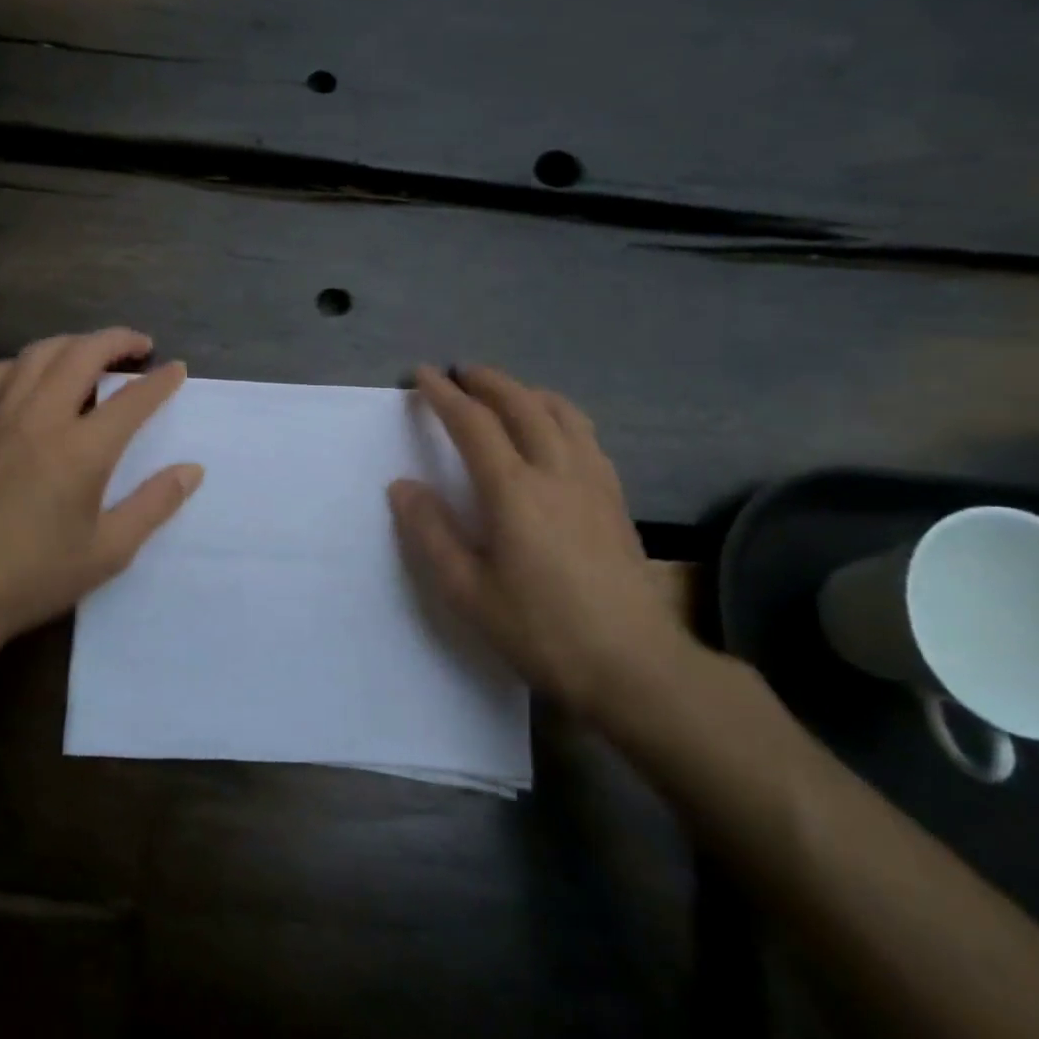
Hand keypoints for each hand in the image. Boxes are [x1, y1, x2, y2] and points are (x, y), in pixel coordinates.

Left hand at [0, 328, 202, 655]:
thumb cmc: (35, 577)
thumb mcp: (108, 551)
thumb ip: (154, 505)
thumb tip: (191, 470)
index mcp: (81, 450)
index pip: (131, 399)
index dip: (160, 380)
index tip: (177, 369)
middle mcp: (40, 419)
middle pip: (82, 355)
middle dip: (117, 341)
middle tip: (140, 346)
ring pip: (36, 355)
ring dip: (71, 344)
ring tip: (91, 353)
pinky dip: (19, 365)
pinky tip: (27, 377)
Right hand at [387, 365, 698, 727]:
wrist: (635, 665)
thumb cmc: (542, 630)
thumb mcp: (468, 591)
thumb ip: (431, 533)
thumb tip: (403, 486)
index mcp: (514, 490)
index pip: (473, 424)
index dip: (443, 395)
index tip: (421, 375)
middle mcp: (557, 471)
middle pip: (522, 404)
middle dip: (487, 381)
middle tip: (461, 372)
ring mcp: (594, 482)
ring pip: (562, 413)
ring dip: (528, 392)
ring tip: (507, 391)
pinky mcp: (616, 499)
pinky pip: (586, 436)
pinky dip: (560, 416)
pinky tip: (555, 433)